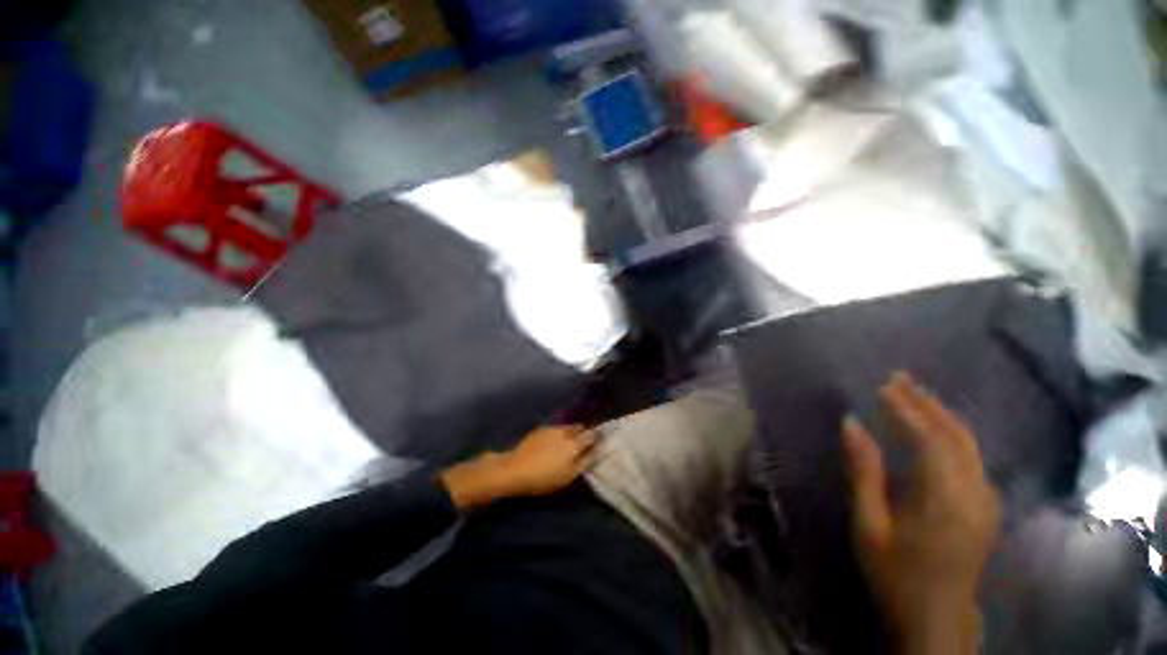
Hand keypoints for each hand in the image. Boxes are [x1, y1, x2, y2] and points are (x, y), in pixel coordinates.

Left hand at [440, 426, 597, 508]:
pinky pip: (556, 428)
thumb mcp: (569, 475)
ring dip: (572, 431)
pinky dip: (560, 432)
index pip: (592, 435)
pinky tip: (555, 441)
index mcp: (575, 442)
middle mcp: (565, 431)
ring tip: (571, 441)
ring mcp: (552, 428)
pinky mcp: (540, 429)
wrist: (514, 469)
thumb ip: (585, 460)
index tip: (600, 441)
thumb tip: (599, 449)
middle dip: (584, 432)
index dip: (597, 437)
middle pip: (580, 428)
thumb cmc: (544, 478)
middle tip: (585, 441)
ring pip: (568, 427)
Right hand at [844, 373, 1000, 654]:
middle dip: (926, 404)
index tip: (881, 387)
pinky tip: (936, 428)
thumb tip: (851, 424)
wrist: (937, 618)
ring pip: (968, 445)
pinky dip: (952, 434)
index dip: (905, 410)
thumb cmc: (895, 573)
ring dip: (941, 415)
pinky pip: (972, 458)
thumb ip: (864, 471)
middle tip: (899, 378)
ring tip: (914, 393)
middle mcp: (975, 493)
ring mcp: (987, 500)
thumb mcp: (869, 524)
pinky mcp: (987, 506)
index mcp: (945, 499)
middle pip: (955, 436)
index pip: (928, 439)